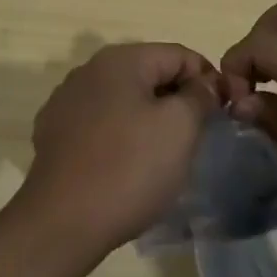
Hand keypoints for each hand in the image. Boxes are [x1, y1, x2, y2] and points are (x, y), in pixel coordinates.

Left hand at [14, 43, 217, 264]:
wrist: (62, 222)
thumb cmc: (129, 168)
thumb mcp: (179, 127)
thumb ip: (199, 96)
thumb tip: (204, 84)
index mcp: (120, 59)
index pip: (178, 55)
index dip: (207, 79)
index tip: (223, 113)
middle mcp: (88, 70)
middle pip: (148, 73)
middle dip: (176, 99)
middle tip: (197, 137)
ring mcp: (66, 101)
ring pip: (123, 99)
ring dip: (147, 117)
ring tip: (163, 155)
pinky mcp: (53, 133)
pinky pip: (99, 123)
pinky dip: (119, 135)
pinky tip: (126, 165)